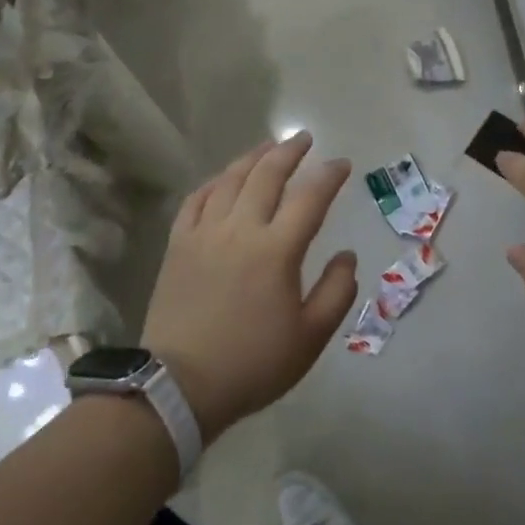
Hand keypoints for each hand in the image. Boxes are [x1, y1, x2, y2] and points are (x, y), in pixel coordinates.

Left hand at [141, 133, 357, 442]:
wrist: (179, 386)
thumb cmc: (252, 364)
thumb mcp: (310, 338)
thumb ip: (337, 292)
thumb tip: (346, 255)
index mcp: (277, 250)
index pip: (310, 198)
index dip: (329, 176)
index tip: (342, 164)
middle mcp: (241, 229)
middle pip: (267, 175)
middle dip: (290, 151)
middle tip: (305, 138)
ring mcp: (204, 233)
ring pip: (230, 180)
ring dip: (253, 158)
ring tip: (268, 146)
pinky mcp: (178, 245)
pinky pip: (196, 200)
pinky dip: (214, 183)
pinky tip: (223, 178)